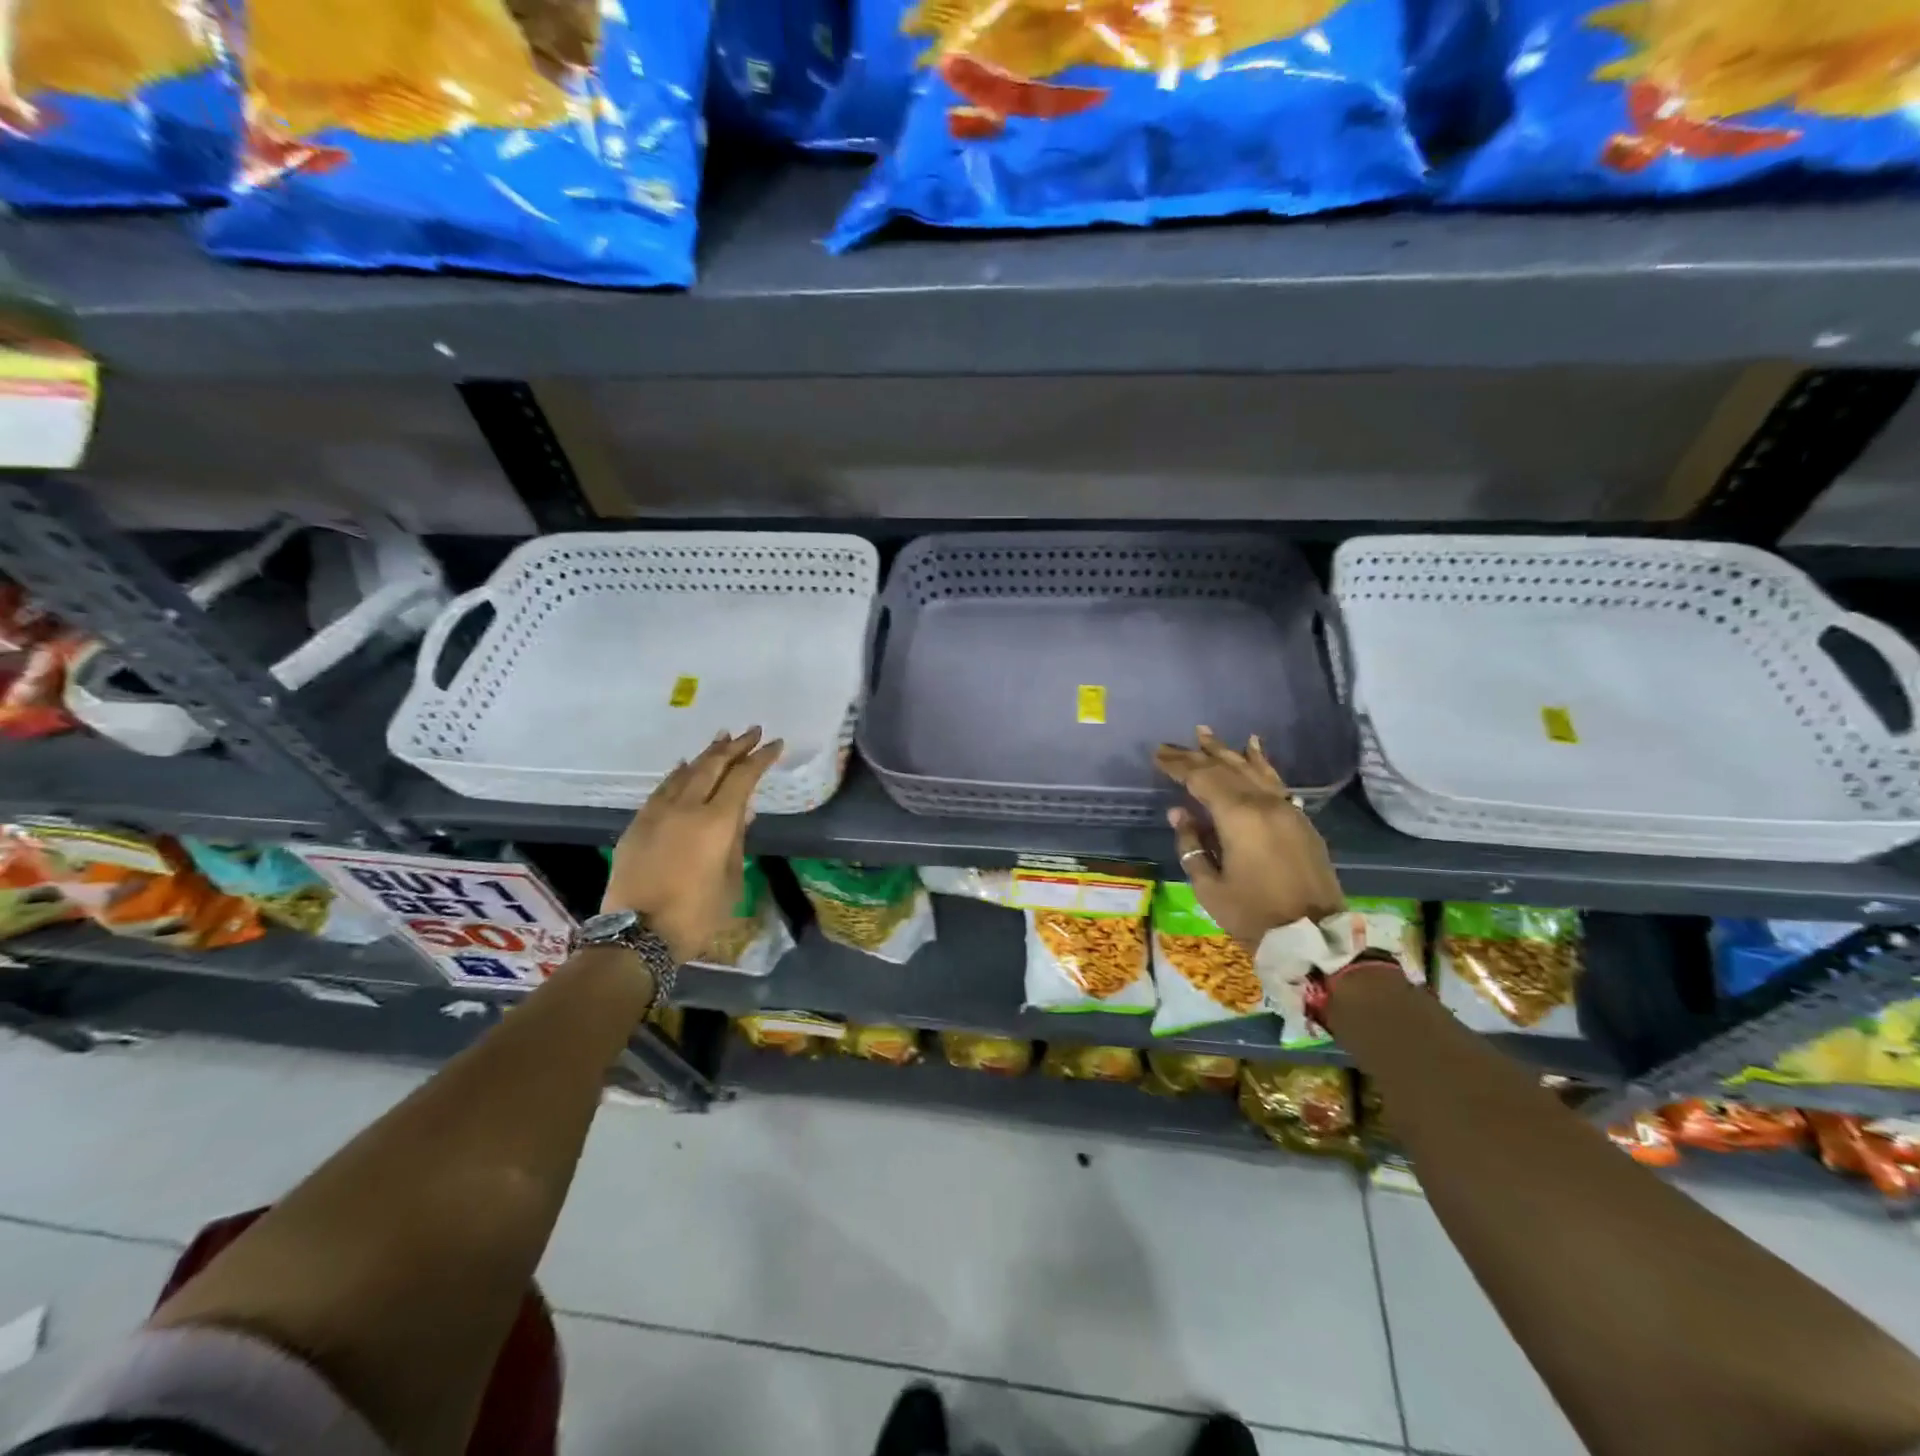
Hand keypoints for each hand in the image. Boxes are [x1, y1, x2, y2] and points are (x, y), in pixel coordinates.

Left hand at [603, 727, 782, 963]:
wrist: (637, 935)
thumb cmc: (696, 914)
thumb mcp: (731, 880)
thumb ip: (736, 840)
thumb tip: (741, 812)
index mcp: (716, 822)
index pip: (743, 778)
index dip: (760, 758)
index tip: (775, 744)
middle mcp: (686, 808)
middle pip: (713, 765)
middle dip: (735, 746)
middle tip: (751, 731)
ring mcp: (658, 813)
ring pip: (685, 772)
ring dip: (706, 754)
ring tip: (721, 739)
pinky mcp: (638, 824)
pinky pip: (663, 788)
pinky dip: (679, 774)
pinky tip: (684, 767)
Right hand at [1153, 726, 1343, 947]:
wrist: (1312, 937)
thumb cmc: (1252, 914)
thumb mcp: (1209, 886)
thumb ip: (1191, 844)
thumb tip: (1179, 813)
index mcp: (1238, 817)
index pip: (1202, 779)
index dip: (1178, 766)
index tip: (1158, 756)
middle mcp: (1264, 803)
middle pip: (1225, 769)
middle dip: (1195, 755)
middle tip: (1171, 745)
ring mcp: (1286, 808)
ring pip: (1251, 769)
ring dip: (1226, 750)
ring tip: (1205, 733)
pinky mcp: (1300, 819)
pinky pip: (1275, 780)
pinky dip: (1261, 762)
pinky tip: (1253, 747)